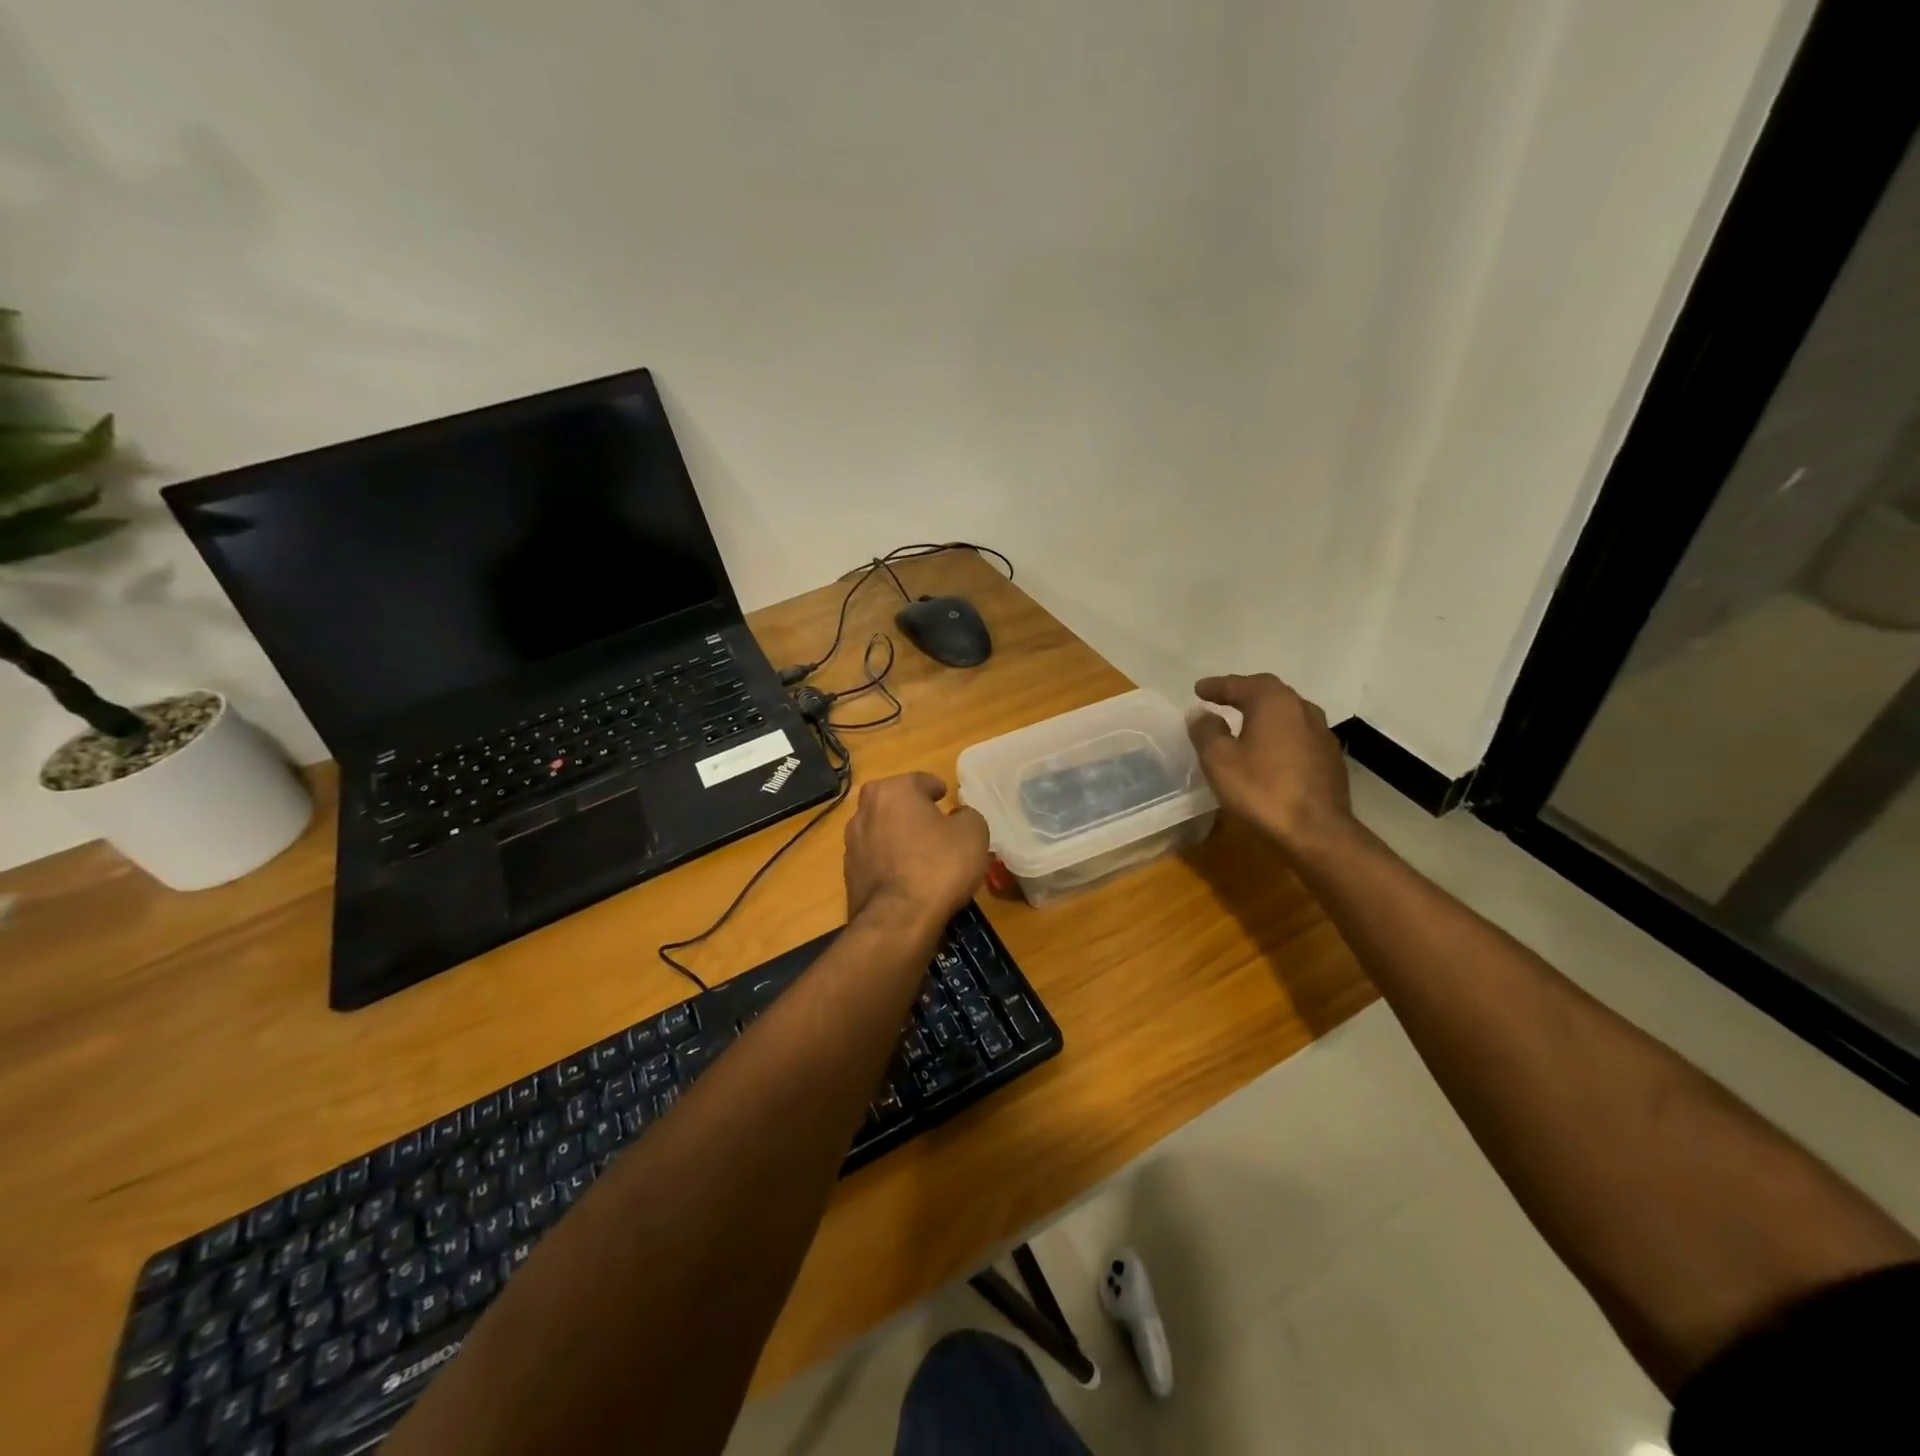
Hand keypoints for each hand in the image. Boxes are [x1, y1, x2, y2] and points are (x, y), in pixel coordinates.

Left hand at [843, 772, 990, 929]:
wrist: (897, 921)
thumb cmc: (938, 865)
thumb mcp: (973, 832)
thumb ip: (968, 815)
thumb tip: (959, 818)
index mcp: (893, 790)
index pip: (921, 781)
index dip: (937, 789)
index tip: (947, 799)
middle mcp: (865, 810)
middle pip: (896, 804)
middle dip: (914, 811)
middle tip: (937, 826)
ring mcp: (852, 843)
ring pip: (883, 832)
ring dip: (899, 837)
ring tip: (922, 855)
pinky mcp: (849, 874)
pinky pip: (877, 859)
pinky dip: (891, 863)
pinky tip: (908, 878)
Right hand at [1187, 673, 1355, 855]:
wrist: (1318, 831)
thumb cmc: (1262, 790)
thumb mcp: (1219, 760)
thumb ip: (1207, 731)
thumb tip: (1200, 713)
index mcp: (1274, 703)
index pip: (1241, 684)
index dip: (1217, 686)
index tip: (1198, 689)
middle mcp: (1302, 709)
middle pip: (1269, 692)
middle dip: (1243, 693)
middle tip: (1221, 699)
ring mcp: (1321, 733)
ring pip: (1287, 712)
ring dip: (1263, 712)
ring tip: (1244, 721)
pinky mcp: (1330, 757)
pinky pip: (1298, 733)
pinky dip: (1278, 733)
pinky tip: (1269, 748)